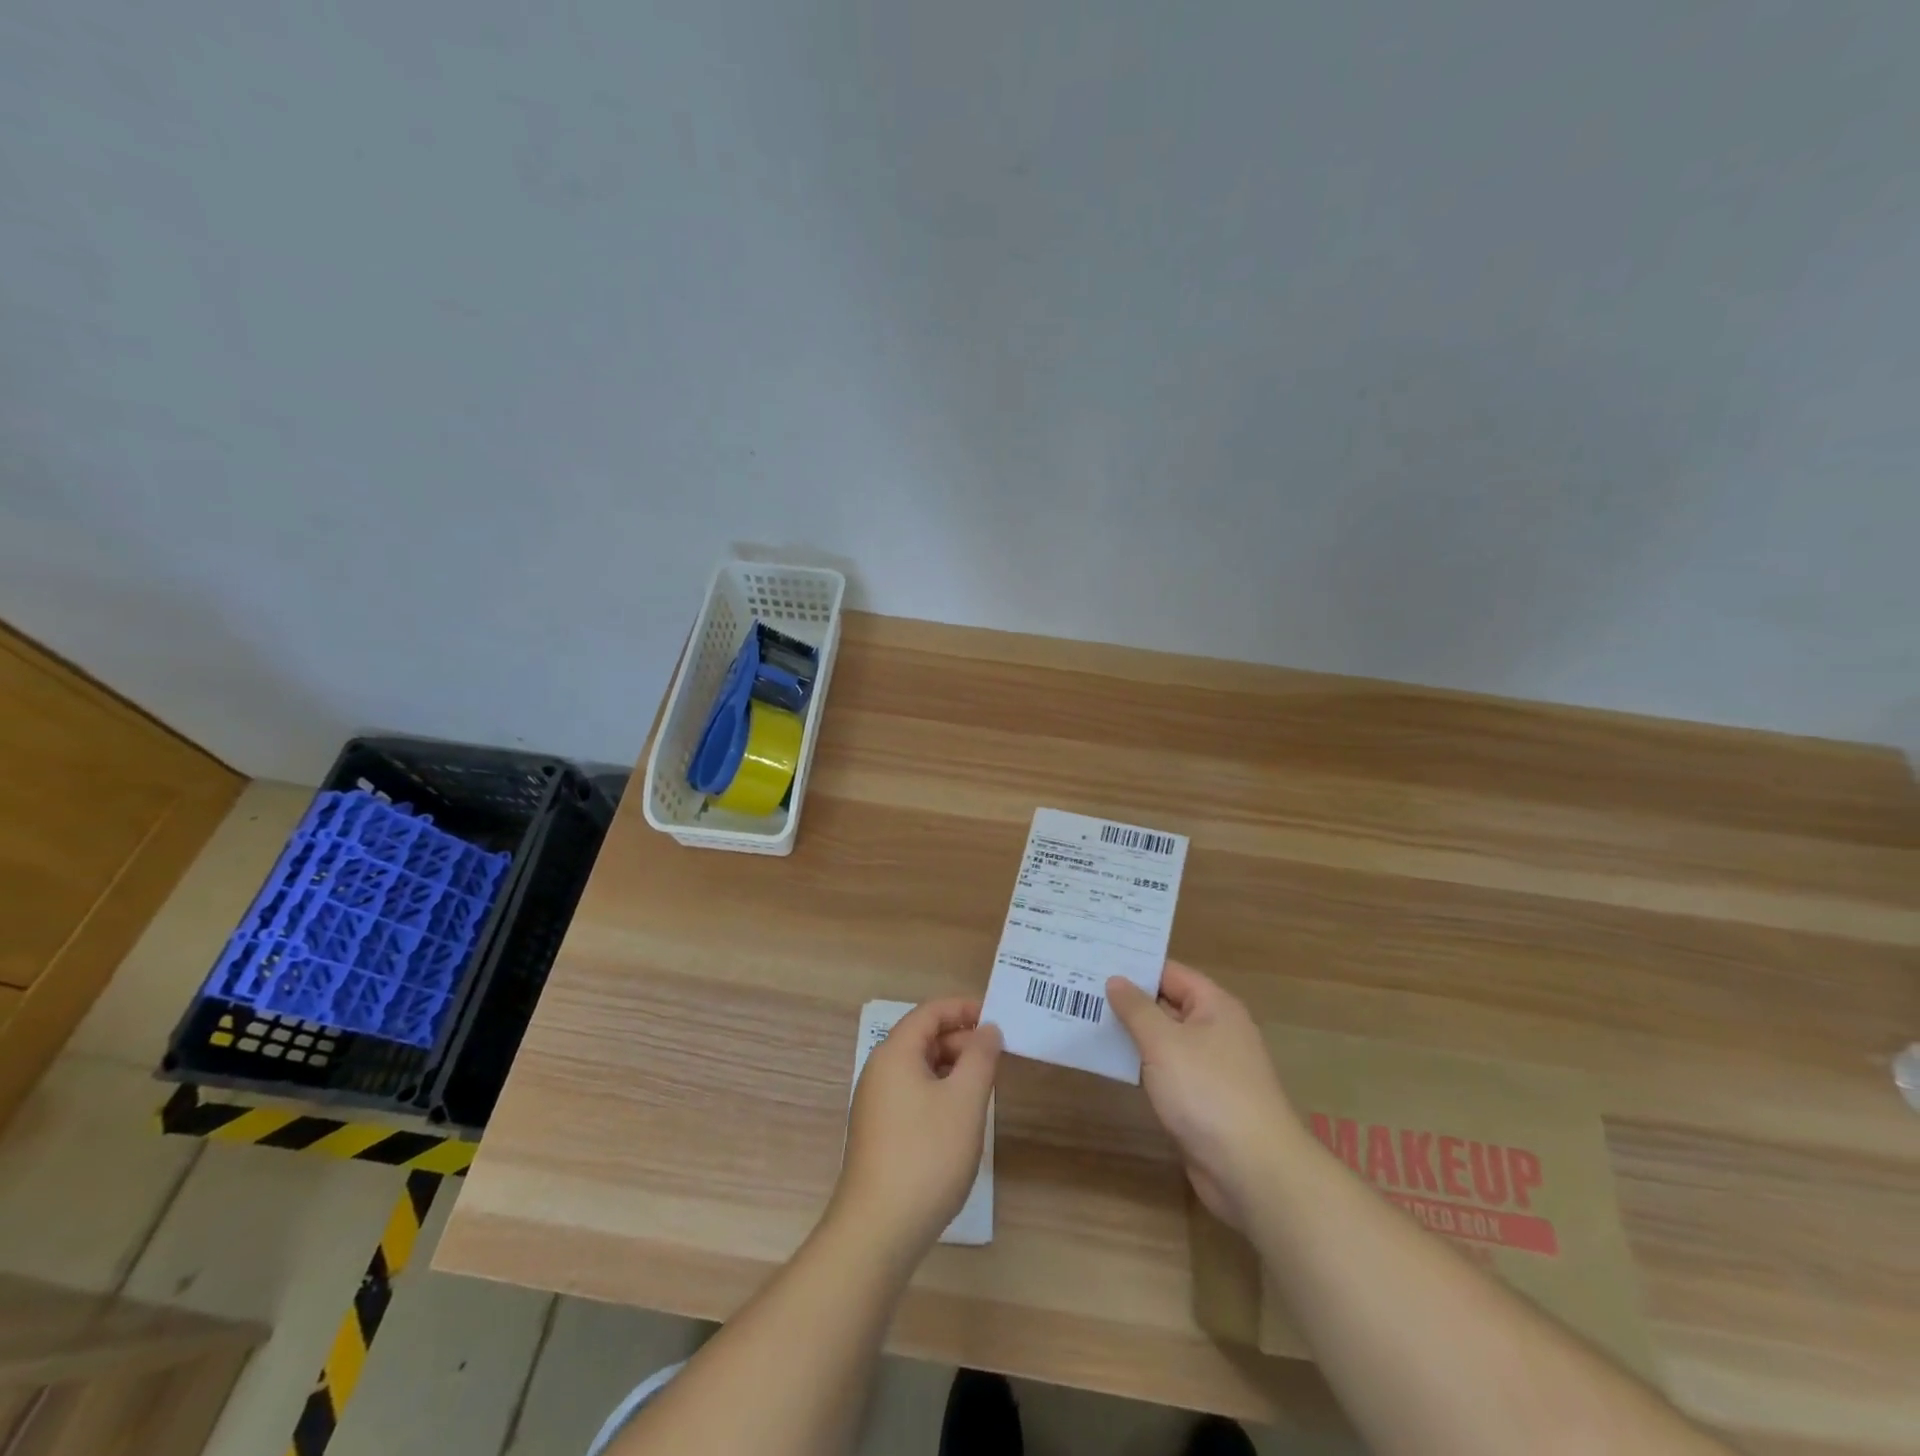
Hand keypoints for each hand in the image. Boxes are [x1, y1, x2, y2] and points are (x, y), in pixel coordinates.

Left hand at [832, 999, 1001, 1258]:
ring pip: (919, 1068)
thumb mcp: (965, 1101)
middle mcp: (879, 1070)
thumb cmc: (926, 1155)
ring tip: (984, 1086)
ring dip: (952, 1068)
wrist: (877, 1231)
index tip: (998, 1018)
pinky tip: (960, 1118)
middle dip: (961, 1040)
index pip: (930, 1012)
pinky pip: (912, 1094)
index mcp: (895, 1053)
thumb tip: (987, 1030)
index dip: (964, 1008)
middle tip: (998, 1057)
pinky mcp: (878, 1133)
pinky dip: (939, 1092)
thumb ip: (980, 1058)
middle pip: (923, 1038)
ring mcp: (875, 1103)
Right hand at [1107, 962, 1296, 1231]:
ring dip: (1131, 1034)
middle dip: (1127, 999)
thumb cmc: (1208, 1092)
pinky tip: (1109, 1062)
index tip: (1095, 960)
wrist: (1253, 1171)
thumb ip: (1136, 1009)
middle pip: (1166, 1004)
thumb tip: (1116, 980)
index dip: (1135, 966)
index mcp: (1214, 1006)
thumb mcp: (1164, 1043)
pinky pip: (1166, 1071)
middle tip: (1079, 987)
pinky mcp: (1201, 1101)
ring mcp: (1209, 1068)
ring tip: (1084, 1019)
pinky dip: (1141, 1065)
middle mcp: (1215, 1030)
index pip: (1169, 973)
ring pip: (1164, 1040)